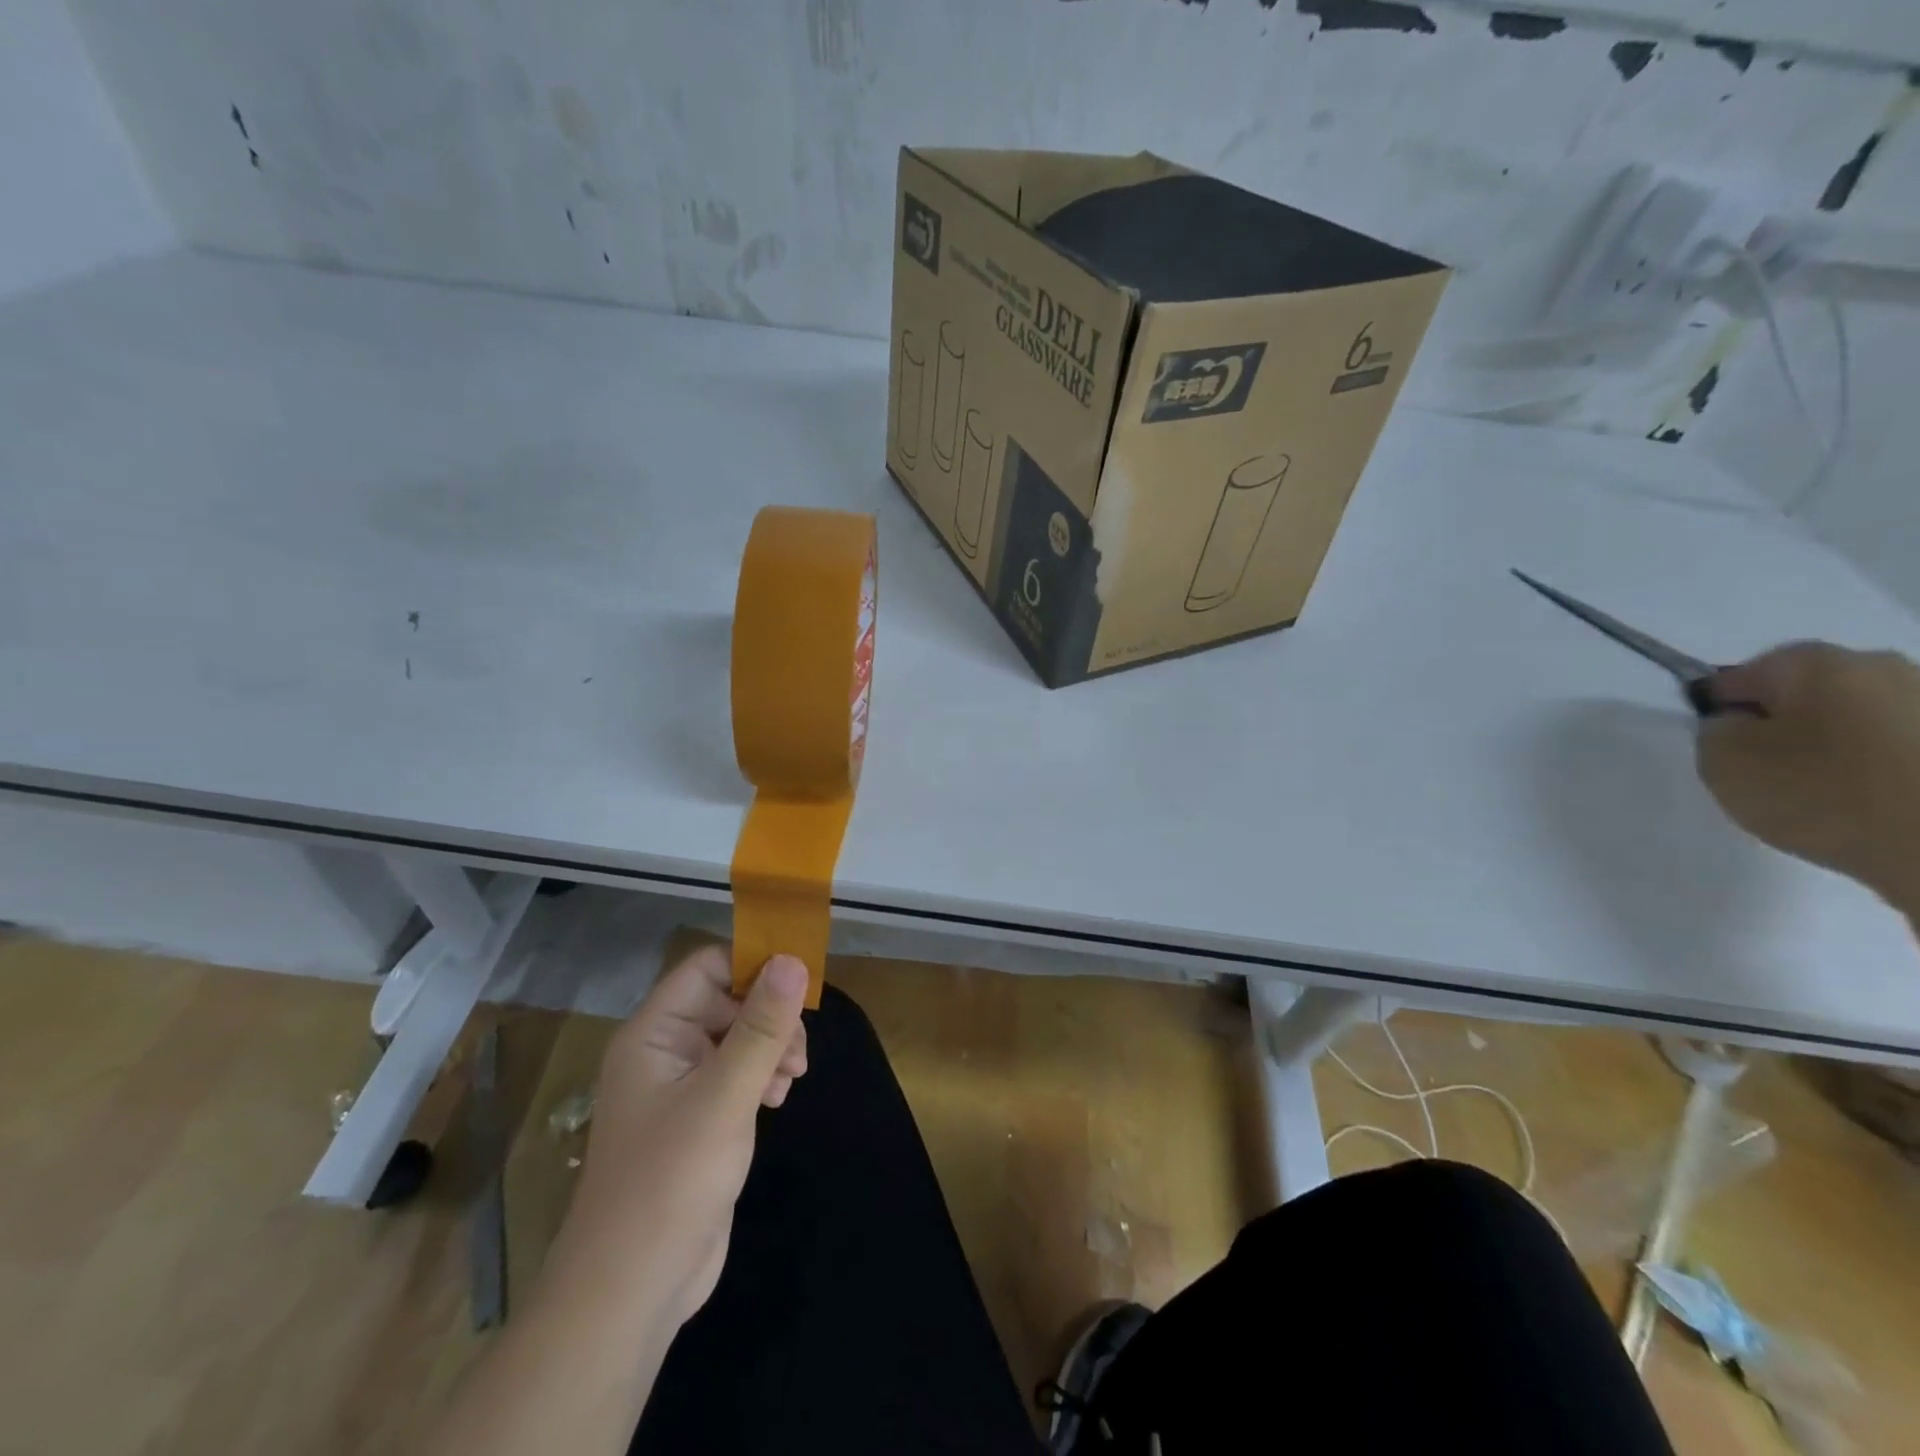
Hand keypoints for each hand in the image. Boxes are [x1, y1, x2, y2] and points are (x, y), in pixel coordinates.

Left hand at [423, 947, 807, 1455]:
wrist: (631, 1292)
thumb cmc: (670, 1181)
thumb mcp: (724, 1096)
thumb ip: (762, 1027)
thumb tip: (793, 960)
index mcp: (654, 1033)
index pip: (707, 967)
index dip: (753, 964)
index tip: (800, 983)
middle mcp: (664, 1050)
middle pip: (727, 1000)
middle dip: (769, 1016)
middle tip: (798, 1051)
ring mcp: (680, 1086)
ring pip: (738, 1036)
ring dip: (771, 1047)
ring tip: (792, 1079)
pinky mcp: (698, 1119)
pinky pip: (737, 1073)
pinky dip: (763, 1075)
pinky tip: (778, 1099)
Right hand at [1697, 642, 1919, 915]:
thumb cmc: (1822, 792)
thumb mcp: (1723, 761)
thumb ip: (1716, 730)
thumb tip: (1737, 723)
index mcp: (1815, 662)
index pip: (1739, 676)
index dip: (1720, 709)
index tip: (1715, 746)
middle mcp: (1881, 666)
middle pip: (1805, 692)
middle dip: (1781, 722)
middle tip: (1763, 769)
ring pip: (1854, 717)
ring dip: (1832, 743)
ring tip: (1821, 792)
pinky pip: (1894, 747)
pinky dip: (1875, 767)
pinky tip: (1867, 801)